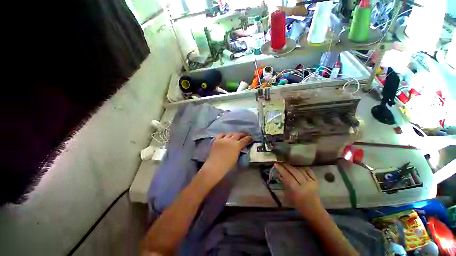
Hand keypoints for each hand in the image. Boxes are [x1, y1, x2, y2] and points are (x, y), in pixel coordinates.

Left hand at [200, 133, 251, 183]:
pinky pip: (221, 135)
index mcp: (237, 146)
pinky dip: (224, 135)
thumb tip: (239, 148)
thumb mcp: (236, 158)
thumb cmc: (227, 166)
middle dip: (242, 134)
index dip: (249, 138)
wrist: (215, 167)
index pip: (245, 140)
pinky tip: (225, 136)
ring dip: (233, 134)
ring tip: (235, 135)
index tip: (251, 138)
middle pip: (237, 134)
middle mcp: (230, 140)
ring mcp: (223, 139)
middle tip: (244, 135)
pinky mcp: (216, 140)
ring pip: (230, 134)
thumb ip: (238, 151)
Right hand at [275, 163, 323, 219]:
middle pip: (294, 172)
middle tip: (281, 162)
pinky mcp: (316, 181)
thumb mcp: (288, 195)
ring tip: (288, 165)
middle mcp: (304, 184)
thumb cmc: (298, 205)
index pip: (287, 176)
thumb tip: (280, 174)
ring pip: (301, 170)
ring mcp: (311, 182)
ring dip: (294, 166)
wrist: (314, 210)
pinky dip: (303, 168)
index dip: (281, 169)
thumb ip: (284, 184)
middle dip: (286, 166)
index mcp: (296, 190)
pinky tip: (299, 167)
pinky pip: (309, 171)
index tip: (276, 164)